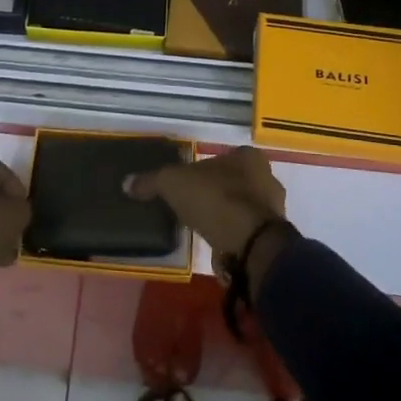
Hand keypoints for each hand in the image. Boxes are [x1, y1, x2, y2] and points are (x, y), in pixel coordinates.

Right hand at [124, 147, 291, 280]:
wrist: (249, 244)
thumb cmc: (214, 199)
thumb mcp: (173, 183)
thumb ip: (151, 181)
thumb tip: (127, 183)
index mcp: (248, 157)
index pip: (223, 157)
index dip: (202, 169)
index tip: (186, 184)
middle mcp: (267, 177)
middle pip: (235, 181)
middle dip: (215, 191)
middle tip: (191, 205)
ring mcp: (273, 209)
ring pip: (242, 206)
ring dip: (224, 215)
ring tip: (200, 226)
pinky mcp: (272, 237)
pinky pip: (246, 231)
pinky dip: (231, 235)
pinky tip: (215, 244)